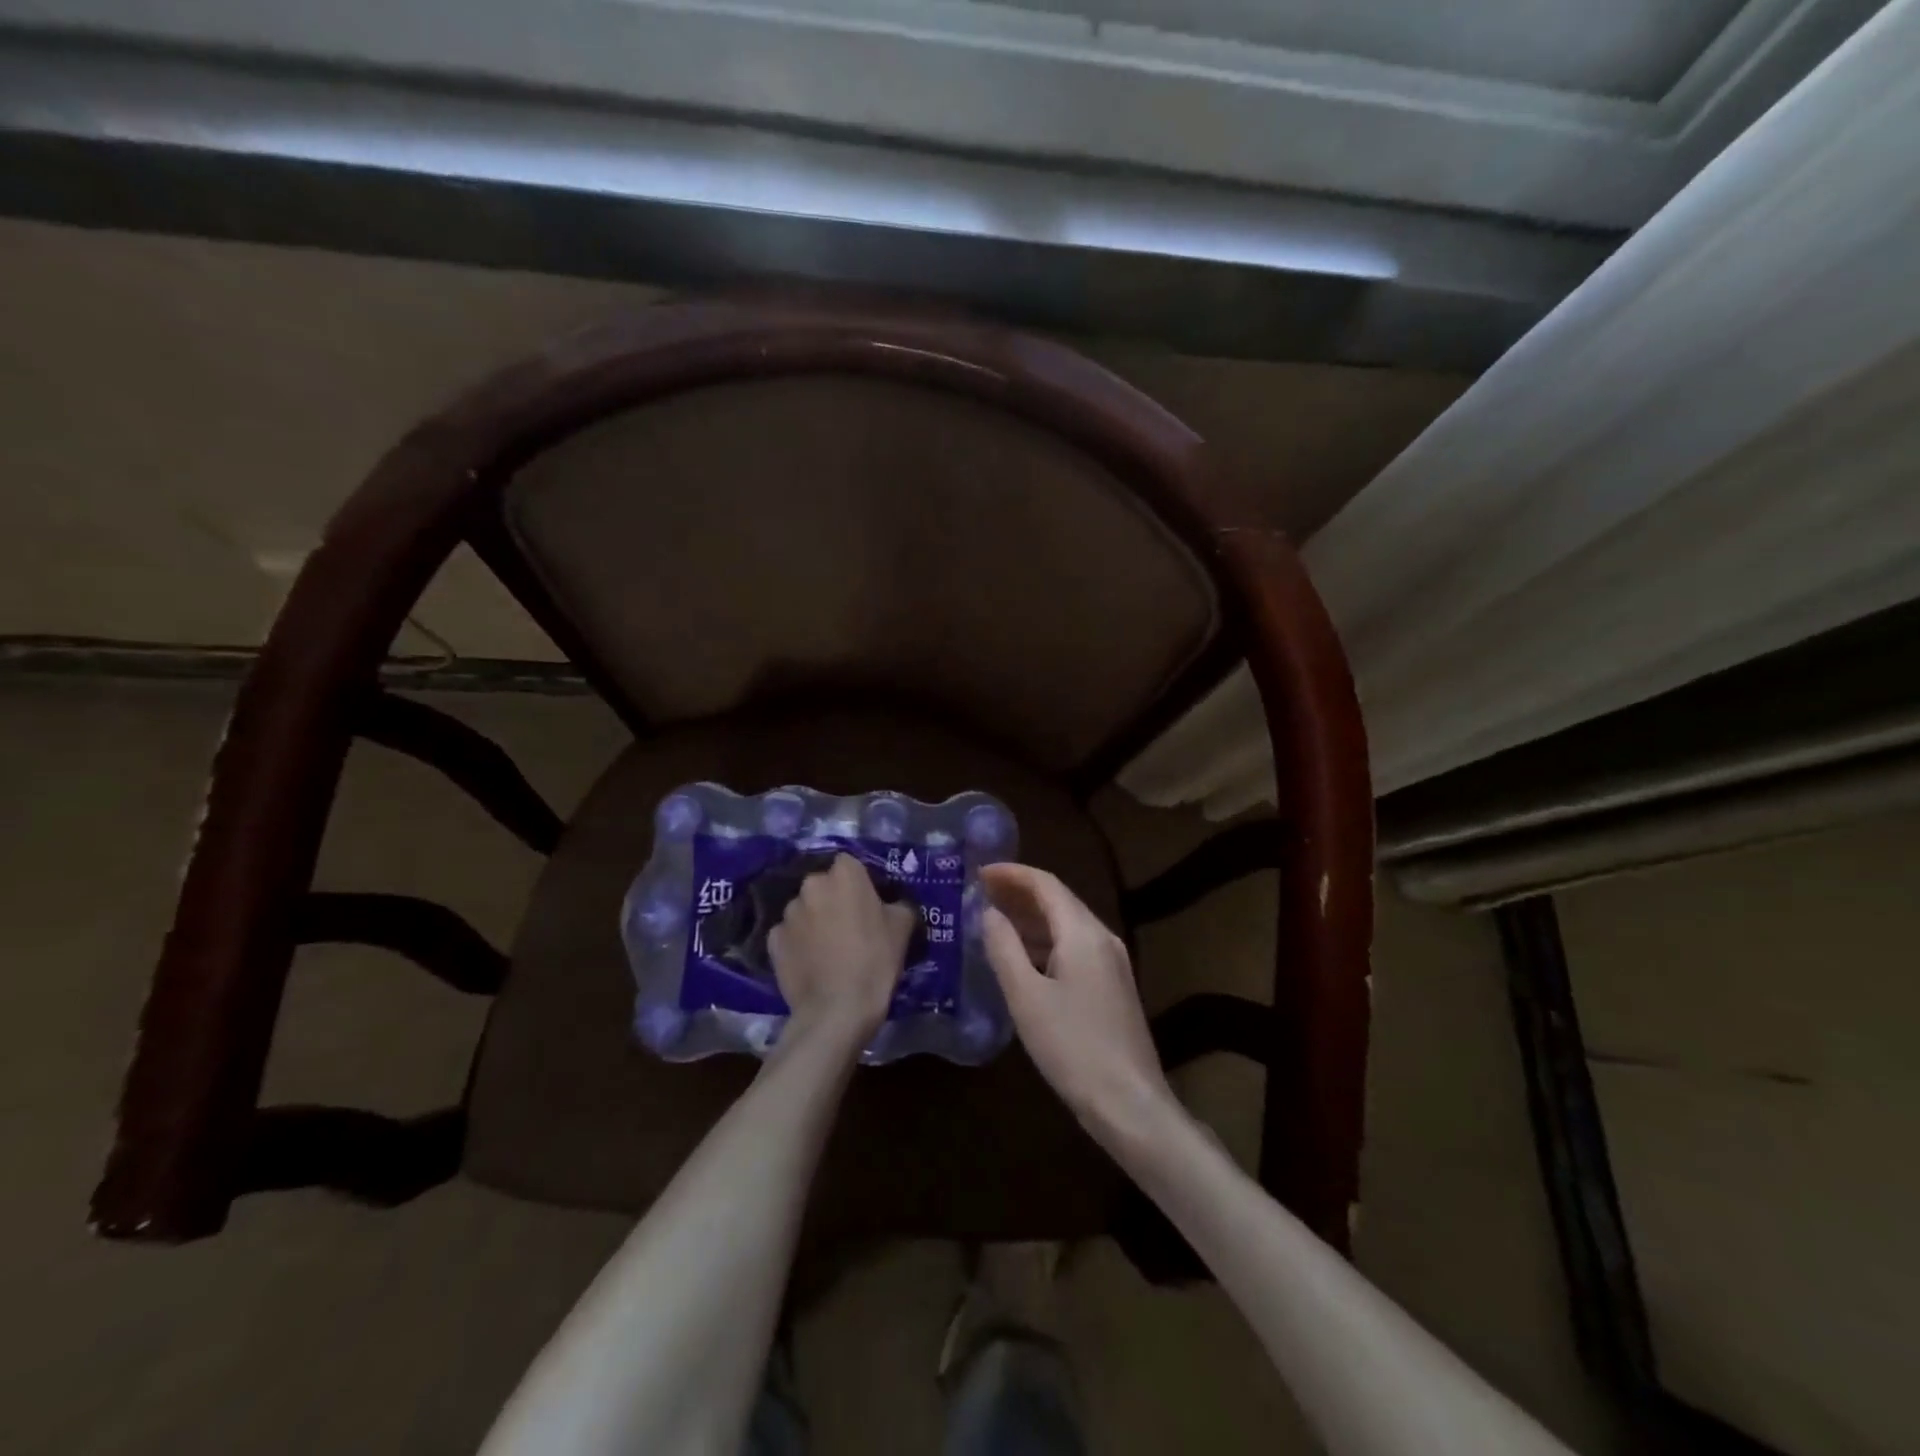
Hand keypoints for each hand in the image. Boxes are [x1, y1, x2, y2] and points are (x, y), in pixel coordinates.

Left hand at [768, 855, 915, 1048]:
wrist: (837, 1010)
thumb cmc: (875, 961)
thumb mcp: (903, 927)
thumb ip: (898, 904)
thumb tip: (891, 903)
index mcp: (844, 874)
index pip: (849, 863)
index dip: (858, 881)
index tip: (868, 901)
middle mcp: (811, 885)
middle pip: (824, 885)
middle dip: (833, 899)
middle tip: (849, 925)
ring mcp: (788, 913)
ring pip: (805, 909)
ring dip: (814, 920)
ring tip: (827, 948)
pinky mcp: (773, 940)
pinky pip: (789, 934)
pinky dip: (798, 942)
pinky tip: (810, 962)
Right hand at [980, 863, 1175, 1143]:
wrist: (1129, 1103)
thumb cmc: (1072, 1047)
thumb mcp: (1026, 997)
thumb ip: (1004, 948)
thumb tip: (988, 913)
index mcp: (1083, 932)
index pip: (1046, 884)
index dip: (1011, 873)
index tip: (977, 872)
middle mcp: (1101, 937)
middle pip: (1058, 900)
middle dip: (1018, 892)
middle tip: (979, 893)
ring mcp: (1110, 962)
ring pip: (1066, 925)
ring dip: (1030, 918)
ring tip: (992, 919)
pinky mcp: (1111, 986)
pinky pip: (1073, 948)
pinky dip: (1043, 943)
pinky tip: (1021, 957)